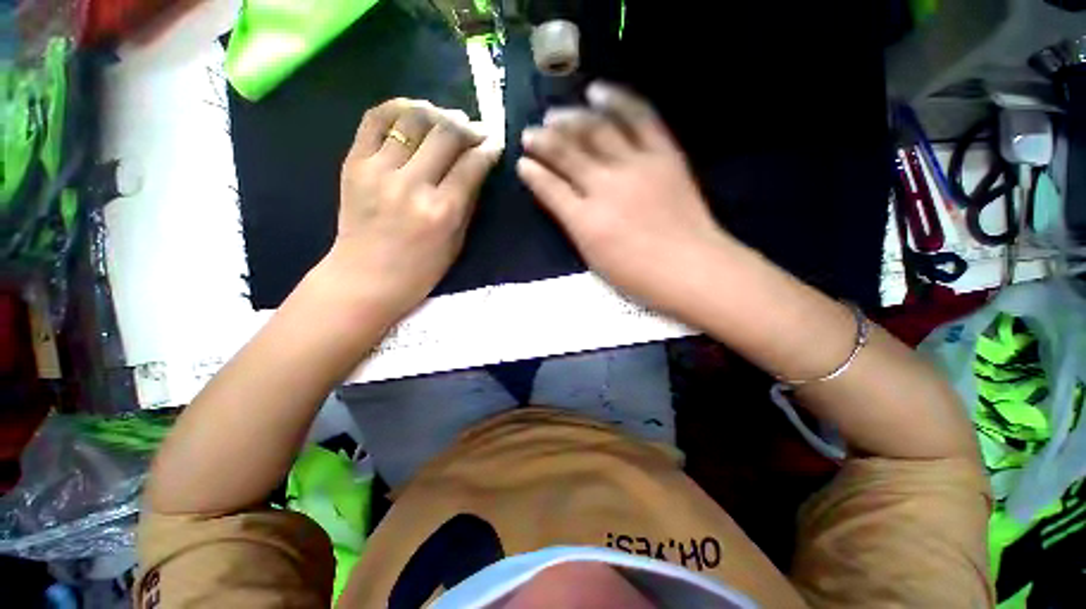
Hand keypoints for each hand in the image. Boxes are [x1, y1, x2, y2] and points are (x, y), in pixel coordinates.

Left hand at [327, 98, 501, 319]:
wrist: (365, 277)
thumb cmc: (420, 270)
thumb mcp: (456, 242)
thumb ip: (467, 202)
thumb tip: (477, 166)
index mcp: (442, 211)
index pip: (472, 165)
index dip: (488, 149)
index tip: (495, 143)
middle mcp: (412, 185)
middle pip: (446, 134)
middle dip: (467, 127)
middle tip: (475, 130)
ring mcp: (378, 170)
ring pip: (413, 119)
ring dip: (438, 112)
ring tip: (448, 119)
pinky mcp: (353, 161)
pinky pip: (376, 118)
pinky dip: (399, 107)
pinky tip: (415, 111)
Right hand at [517, 83, 734, 315]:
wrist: (691, 268)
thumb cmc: (639, 276)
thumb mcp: (596, 261)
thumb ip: (576, 228)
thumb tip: (563, 203)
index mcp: (586, 221)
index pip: (550, 189)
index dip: (533, 174)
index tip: (522, 163)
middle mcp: (605, 187)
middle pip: (567, 154)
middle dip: (544, 141)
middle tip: (530, 132)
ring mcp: (635, 165)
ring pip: (596, 130)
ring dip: (570, 119)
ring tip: (554, 113)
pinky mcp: (663, 154)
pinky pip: (638, 118)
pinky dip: (617, 101)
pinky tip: (597, 91)